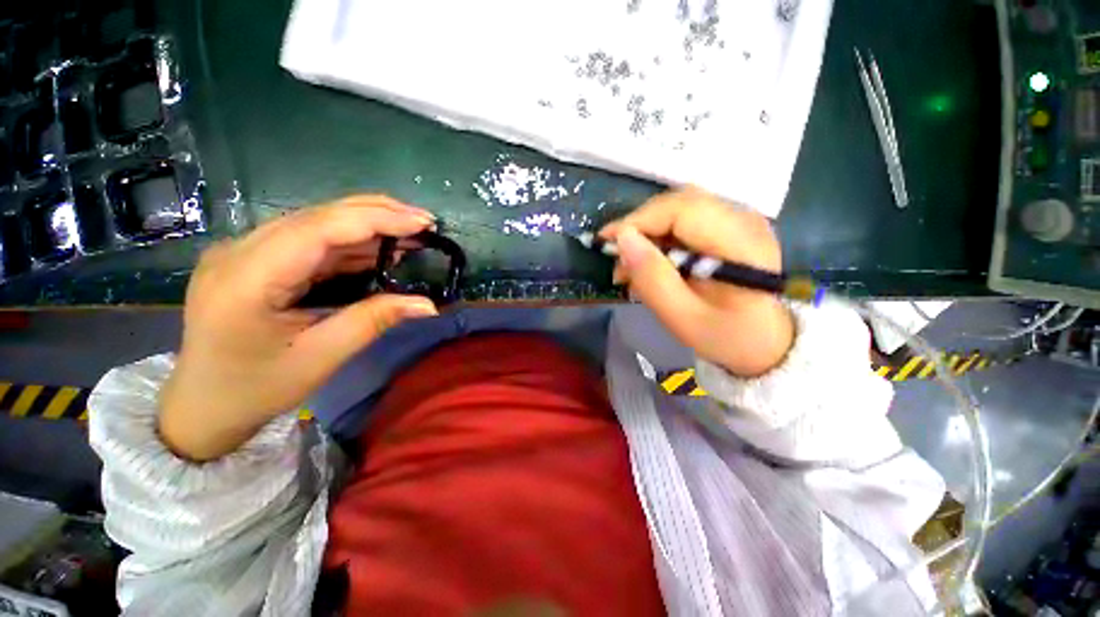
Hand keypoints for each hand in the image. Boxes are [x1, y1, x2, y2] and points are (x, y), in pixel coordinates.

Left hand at [159, 196, 438, 460]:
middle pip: (317, 215)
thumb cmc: (256, 388)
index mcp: (248, 279)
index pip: (319, 229)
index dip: (376, 220)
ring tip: (411, 231)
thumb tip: (427, 304)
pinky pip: (309, 239)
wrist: (202, 404)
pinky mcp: (254, 258)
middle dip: (377, 214)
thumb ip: (374, 321)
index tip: (422, 223)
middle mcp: (240, 251)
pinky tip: (378, 247)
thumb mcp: (321, 358)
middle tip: (424, 222)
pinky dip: (350, 240)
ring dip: (367, 224)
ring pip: (315, 221)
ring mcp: (244, 251)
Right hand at [600, 188, 794, 376]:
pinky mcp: (728, 226)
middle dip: (639, 227)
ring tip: (630, 265)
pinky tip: (650, 261)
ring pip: (678, 209)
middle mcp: (745, 220)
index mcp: (742, 244)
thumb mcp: (683, 318)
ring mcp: (739, 220)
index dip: (639, 220)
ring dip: (647, 233)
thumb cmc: (726, 337)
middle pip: (679, 203)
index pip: (683, 210)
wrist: (764, 342)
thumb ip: (653, 280)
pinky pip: (685, 220)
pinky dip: (659, 237)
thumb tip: (623, 240)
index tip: (606, 241)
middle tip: (617, 259)